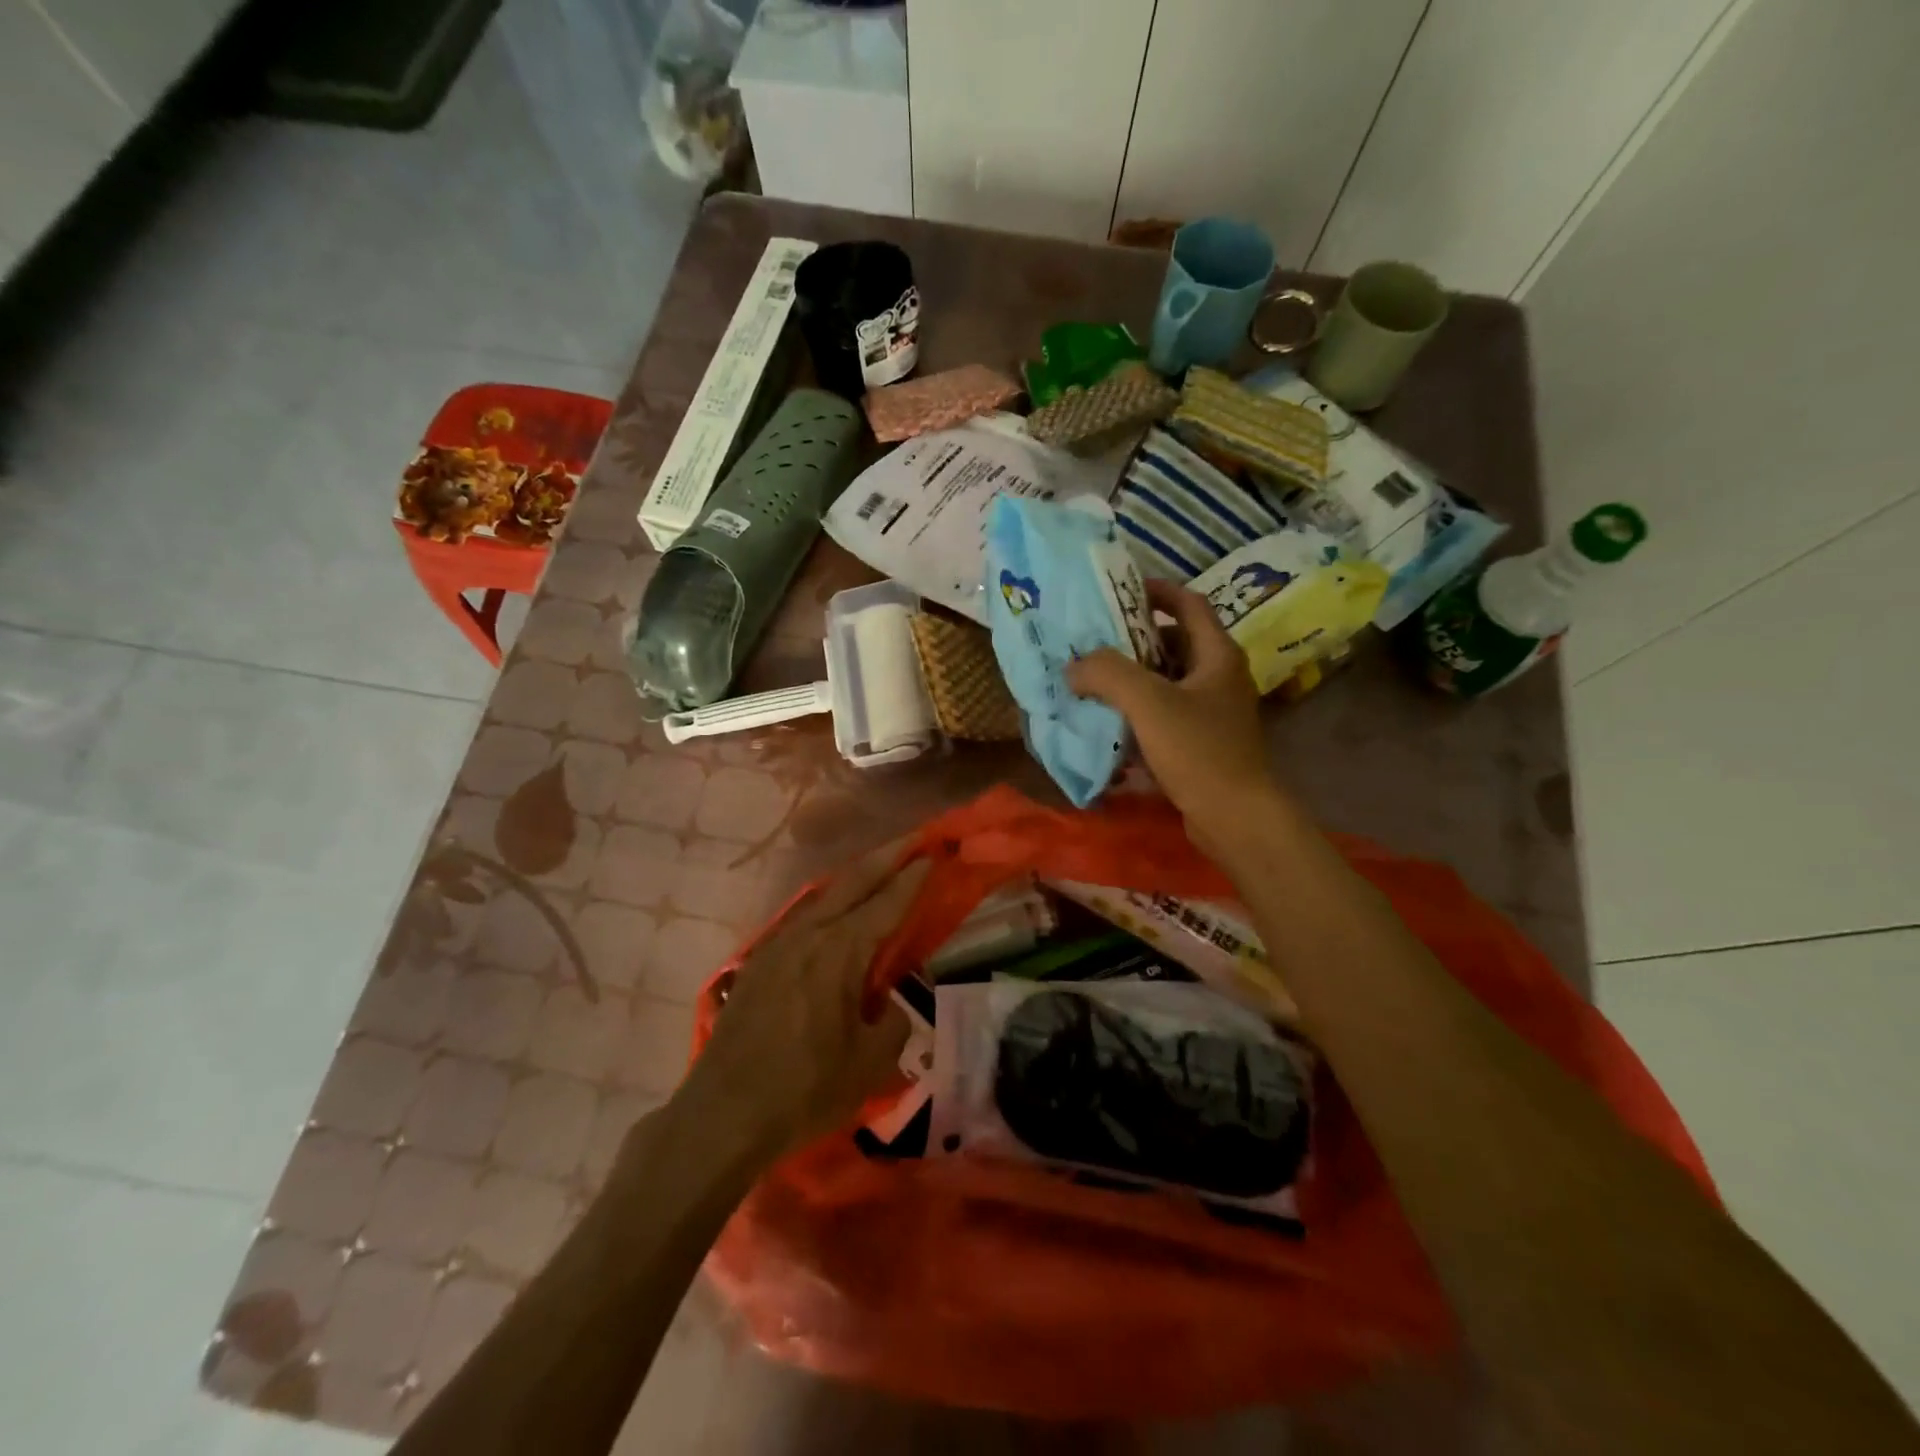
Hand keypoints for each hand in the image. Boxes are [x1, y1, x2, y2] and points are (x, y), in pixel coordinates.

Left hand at [682, 846, 929, 1161]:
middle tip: (913, 841)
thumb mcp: (869, 1064)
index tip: (933, 856)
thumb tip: (885, 1006)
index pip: (887, 903)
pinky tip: (834, 915)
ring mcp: (778, 944)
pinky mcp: (759, 963)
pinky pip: (803, 919)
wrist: (722, 1114)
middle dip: (886, 858)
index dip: (913, 880)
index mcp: (841, 951)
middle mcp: (810, 934)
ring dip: (855, 879)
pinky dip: (829, 905)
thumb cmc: (804, 1089)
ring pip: (824, 896)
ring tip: (877, 870)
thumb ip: (892, 1023)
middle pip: (853, 882)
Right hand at [1067, 578, 1274, 854]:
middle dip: (1132, 641)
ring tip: (1091, 681)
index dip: (1156, 591)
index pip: (1188, 604)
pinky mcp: (1201, 743)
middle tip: (1092, 642)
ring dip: (1131, 681)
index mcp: (1217, 655)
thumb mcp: (1148, 703)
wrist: (1235, 818)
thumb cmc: (1198, 751)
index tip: (1119, 590)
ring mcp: (1212, 713)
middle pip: (1173, 644)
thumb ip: (1107, 674)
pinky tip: (1108, 725)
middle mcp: (1218, 678)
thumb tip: (1074, 667)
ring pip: (1165, 683)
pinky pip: (1164, 717)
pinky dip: (1137, 714)